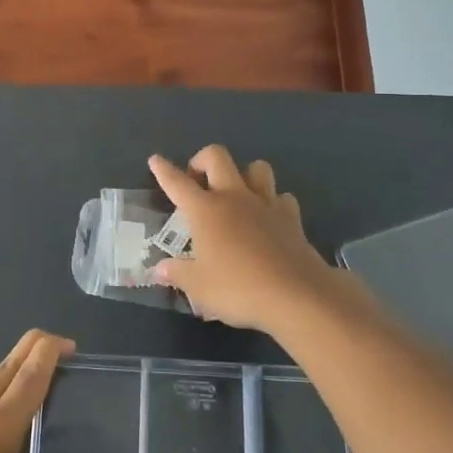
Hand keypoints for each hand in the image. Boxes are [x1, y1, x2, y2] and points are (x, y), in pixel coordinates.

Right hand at [148, 146, 353, 335]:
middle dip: (202, 159)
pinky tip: (269, 218)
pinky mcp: (292, 218)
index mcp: (205, 210)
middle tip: (198, 180)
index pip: (177, 183)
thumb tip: (159, 269)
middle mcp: (234, 197)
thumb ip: (178, 274)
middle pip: (217, 157)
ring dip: (244, 174)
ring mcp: (266, 204)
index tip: (155, 160)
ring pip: (257, 167)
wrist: (296, 295)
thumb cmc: (238, 289)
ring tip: (237, 193)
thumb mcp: (199, 287)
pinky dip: (274, 202)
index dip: (164, 170)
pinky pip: (282, 197)